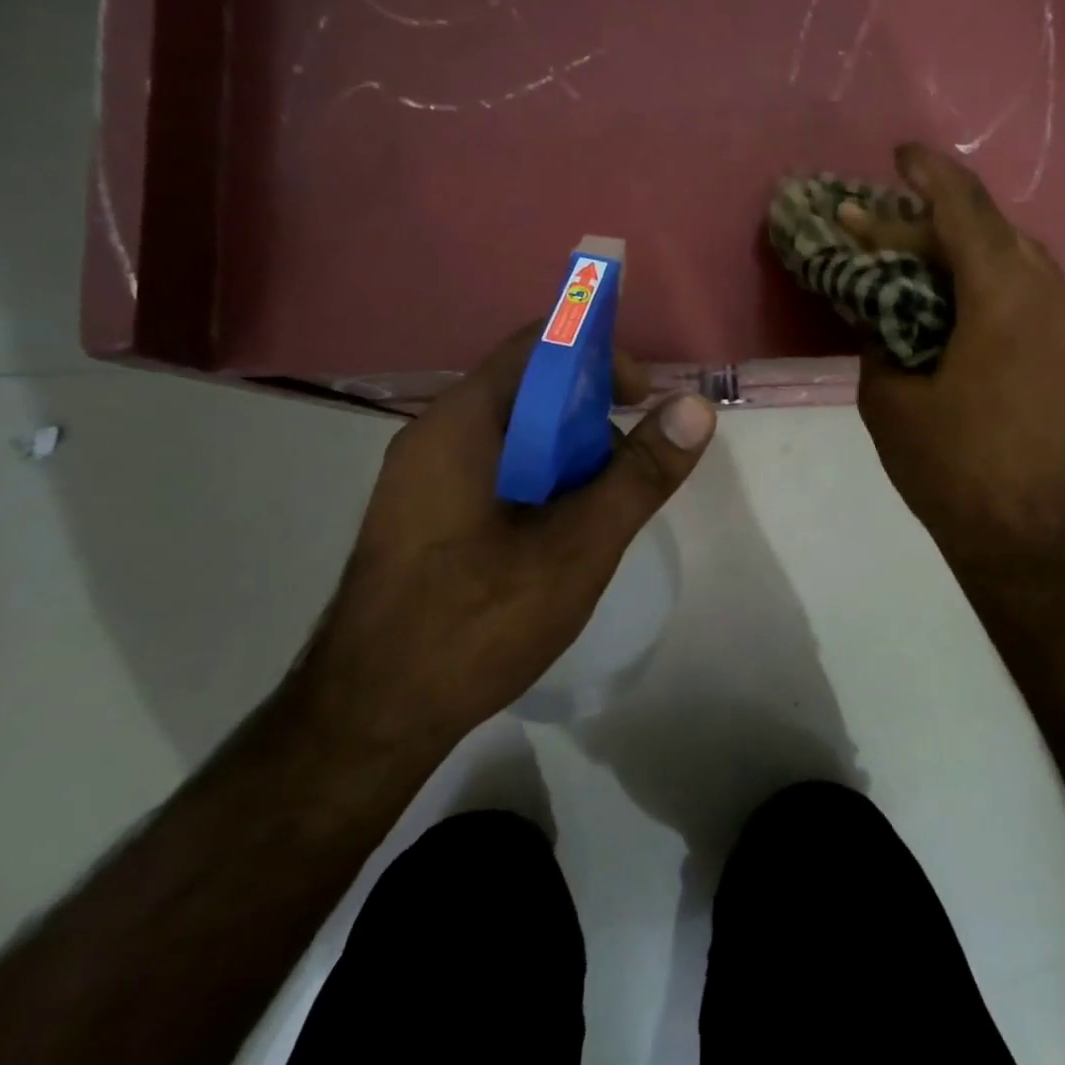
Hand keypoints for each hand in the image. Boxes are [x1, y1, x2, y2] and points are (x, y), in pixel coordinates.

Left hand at [294, 326, 715, 761]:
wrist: (368, 719)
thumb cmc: (476, 622)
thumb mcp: (578, 546)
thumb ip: (640, 473)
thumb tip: (696, 406)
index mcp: (462, 422)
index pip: (538, 345)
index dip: (600, 356)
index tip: (643, 399)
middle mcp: (435, 434)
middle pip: (528, 389)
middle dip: (591, 416)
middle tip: (627, 469)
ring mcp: (423, 476)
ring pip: (515, 434)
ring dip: (568, 455)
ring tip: (597, 511)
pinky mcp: (423, 514)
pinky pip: (494, 469)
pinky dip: (540, 481)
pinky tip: (557, 536)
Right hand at [852, 144, 1064, 586]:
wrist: (1027, 535)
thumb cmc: (951, 469)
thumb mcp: (888, 398)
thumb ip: (880, 337)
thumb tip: (881, 311)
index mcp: (1004, 301)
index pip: (964, 212)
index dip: (928, 175)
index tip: (897, 155)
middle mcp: (1050, 295)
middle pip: (988, 230)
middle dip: (929, 220)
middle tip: (876, 226)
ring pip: (1014, 255)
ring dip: (962, 248)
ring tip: (913, 256)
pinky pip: (1029, 288)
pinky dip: (987, 277)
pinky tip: (954, 295)